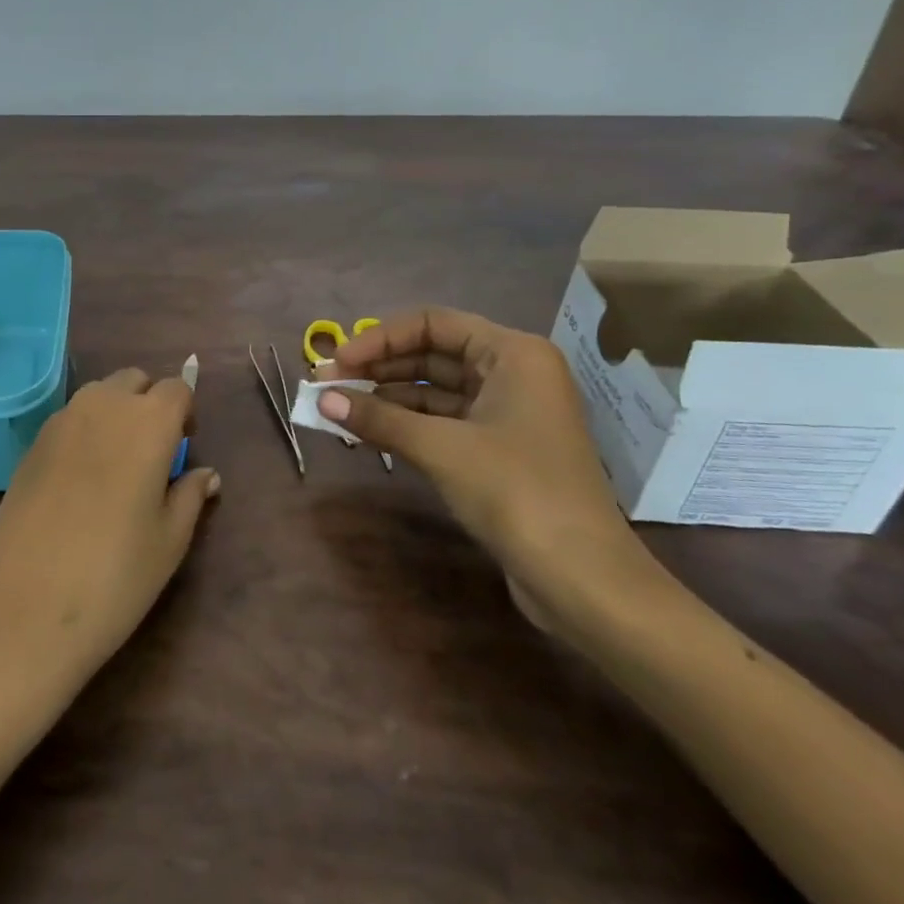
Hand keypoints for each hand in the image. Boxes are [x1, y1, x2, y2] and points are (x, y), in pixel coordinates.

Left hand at [0, 368, 219, 703]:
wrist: (23, 609)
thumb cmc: (114, 577)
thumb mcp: (169, 541)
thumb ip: (190, 496)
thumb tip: (206, 474)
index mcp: (147, 423)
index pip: (177, 389)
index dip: (186, 412)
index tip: (184, 446)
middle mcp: (103, 407)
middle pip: (134, 381)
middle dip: (150, 403)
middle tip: (154, 453)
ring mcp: (60, 422)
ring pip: (98, 395)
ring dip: (115, 412)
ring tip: (117, 465)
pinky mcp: (31, 444)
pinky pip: (69, 418)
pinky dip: (85, 431)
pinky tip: (81, 480)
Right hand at [321, 308, 664, 632]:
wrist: (582, 578)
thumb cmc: (516, 492)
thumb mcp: (441, 448)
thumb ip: (379, 417)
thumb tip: (321, 399)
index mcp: (512, 354)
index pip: (432, 324)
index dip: (380, 339)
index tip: (338, 362)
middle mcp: (512, 373)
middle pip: (432, 354)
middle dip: (378, 367)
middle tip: (327, 384)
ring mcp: (507, 413)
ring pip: (434, 390)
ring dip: (387, 397)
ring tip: (338, 407)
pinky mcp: (499, 450)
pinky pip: (443, 421)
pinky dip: (406, 423)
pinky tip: (369, 431)